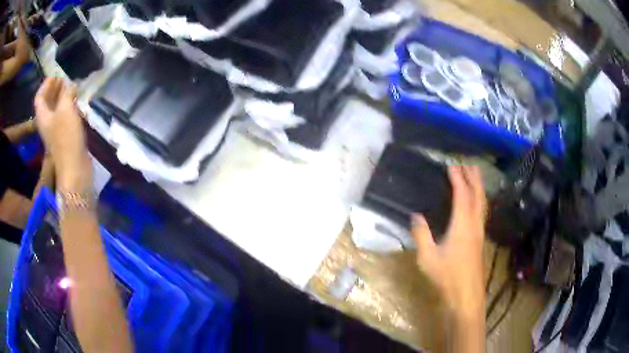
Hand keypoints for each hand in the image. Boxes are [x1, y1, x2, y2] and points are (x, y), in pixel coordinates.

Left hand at [34, 78, 91, 190]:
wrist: (74, 166)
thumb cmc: (66, 136)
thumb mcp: (66, 109)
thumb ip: (67, 93)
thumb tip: (71, 84)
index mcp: (42, 117)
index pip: (39, 97)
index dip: (46, 85)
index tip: (55, 75)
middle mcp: (46, 123)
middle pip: (46, 104)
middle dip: (54, 90)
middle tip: (63, 79)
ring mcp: (54, 131)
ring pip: (55, 110)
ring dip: (61, 98)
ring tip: (71, 89)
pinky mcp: (63, 137)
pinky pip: (62, 117)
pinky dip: (67, 108)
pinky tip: (75, 104)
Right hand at [412, 165, 485, 317]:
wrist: (466, 295)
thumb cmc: (447, 277)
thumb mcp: (427, 257)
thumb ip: (421, 235)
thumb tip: (416, 216)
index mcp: (462, 226)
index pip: (462, 196)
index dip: (458, 179)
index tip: (451, 166)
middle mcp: (474, 225)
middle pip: (478, 196)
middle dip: (474, 178)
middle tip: (468, 164)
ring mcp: (480, 233)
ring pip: (483, 204)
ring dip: (479, 188)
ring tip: (475, 177)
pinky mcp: (481, 240)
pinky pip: (482, 213)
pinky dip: (480, 200)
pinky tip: (476, 204)